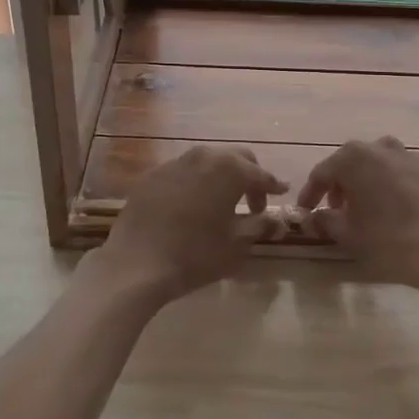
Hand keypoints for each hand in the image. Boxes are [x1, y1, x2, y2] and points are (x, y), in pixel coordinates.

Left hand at [95, 145, 287, 301]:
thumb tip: (278, 220)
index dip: (273, 185)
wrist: (136, 262)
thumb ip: (260, 225)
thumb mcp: (236, 244)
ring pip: (208, 161)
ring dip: (221, 177)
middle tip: (253, 203)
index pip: (260, 174)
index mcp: (230, 169)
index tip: (281, 193)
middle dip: (249, 176)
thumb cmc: (195, 254)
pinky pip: (183, 171)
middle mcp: (204, 156)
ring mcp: (175, 162)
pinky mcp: (153, 174)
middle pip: (236, 158)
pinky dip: (196, 182)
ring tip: (223, 203)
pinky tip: (193, 205)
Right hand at [297, 137, 418, 295]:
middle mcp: (383, 148)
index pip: (323, 171)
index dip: (311, 192)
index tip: (305, 210)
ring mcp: (414, 157)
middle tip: (337, 209)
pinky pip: (409, 175)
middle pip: (353, 162)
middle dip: (342, 184)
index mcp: (355, 158)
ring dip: (371, 182)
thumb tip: (313, 217)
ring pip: (383, 165)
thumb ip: (325, 221)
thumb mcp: (349, 235)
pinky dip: (399, 187)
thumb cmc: (391, 242)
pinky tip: (402, 210)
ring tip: (370, 208)